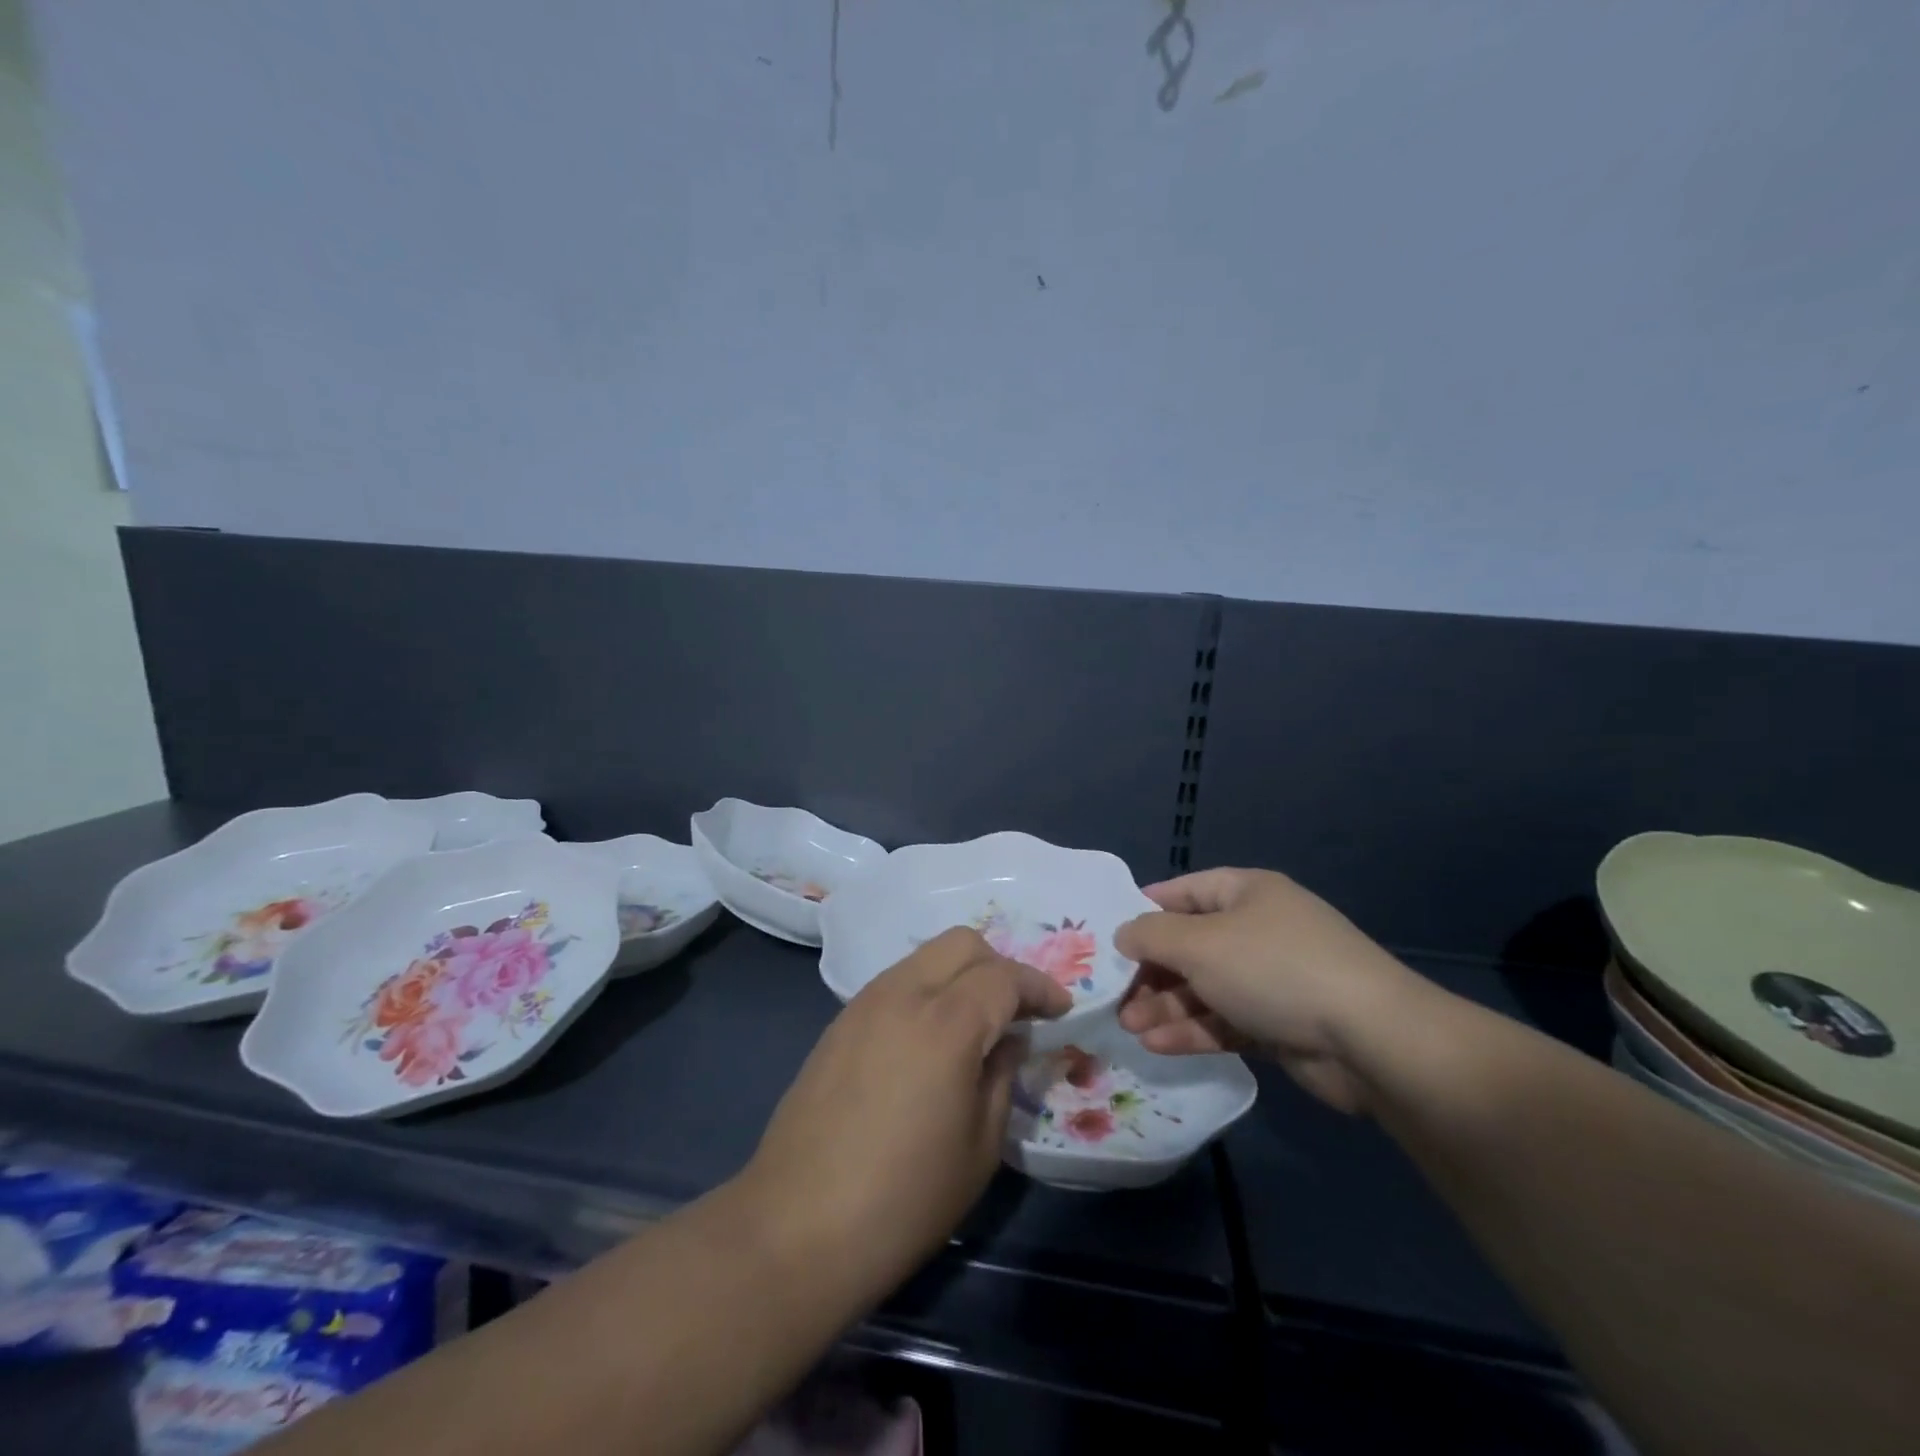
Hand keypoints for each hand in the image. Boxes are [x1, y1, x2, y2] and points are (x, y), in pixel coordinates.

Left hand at [742, 928, 1069, 1298]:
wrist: (797, 1226)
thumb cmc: (904, 1199)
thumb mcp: (979, 1147)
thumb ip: (1001, 1076)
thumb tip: (1008, 1040)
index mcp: (946, 1023)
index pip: (1004, 977)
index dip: (1039, 987)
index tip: (1060, 1009)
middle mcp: (903, 994)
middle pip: (962, 944)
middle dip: (999, 967)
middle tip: (1018, 1012)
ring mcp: (864, 1003)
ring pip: (926, 956)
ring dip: (961, 974)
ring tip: (976, 1023)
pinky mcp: (839, 1022)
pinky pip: (896, 982)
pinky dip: (927, 990)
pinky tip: (930, 1039)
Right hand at [1115, 868, 1426, 1114]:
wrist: (1370, 1040)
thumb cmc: (1274, 969)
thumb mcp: (1199, 944)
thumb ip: (1151, 935)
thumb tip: (1123, 933)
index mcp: (1246, 892)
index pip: (1184, 891)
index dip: (1146, 909)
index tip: (1109, 935)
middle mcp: (1258, 930)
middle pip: (1190, 945)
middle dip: (1151, 972)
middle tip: (1114, 997)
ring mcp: (1272, 979)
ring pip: (1205, 988)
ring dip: (1166, 1006)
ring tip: (1127, 1027)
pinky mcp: (1280, 1024)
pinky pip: (1226, 1020)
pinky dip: (1193, 1030)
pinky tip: (1158, 1045)